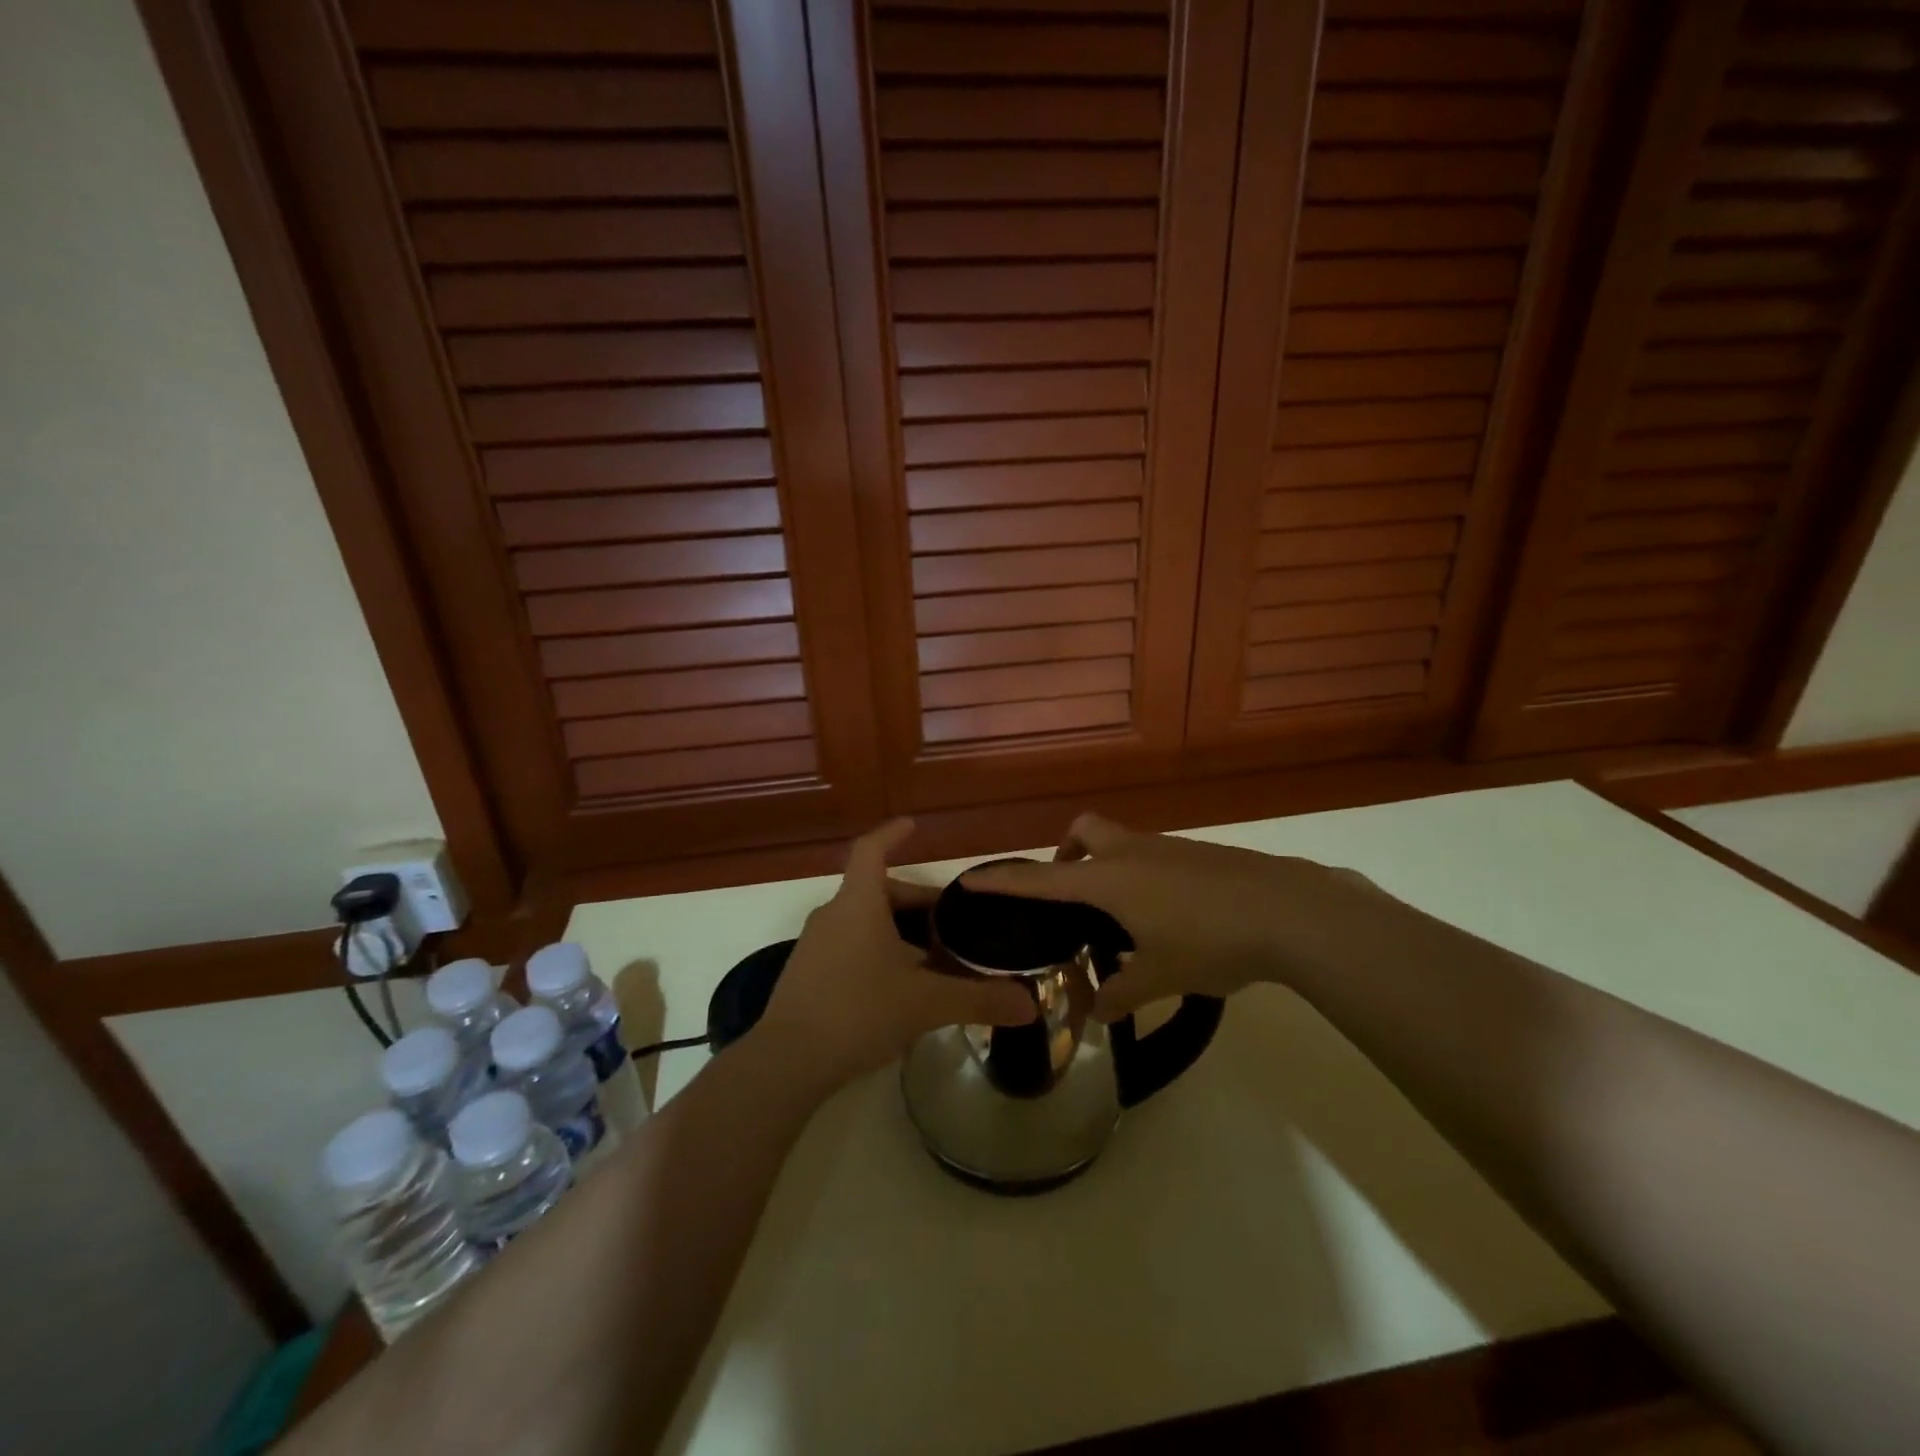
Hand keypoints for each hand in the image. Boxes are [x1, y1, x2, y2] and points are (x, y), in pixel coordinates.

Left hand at [756, 819, 1034, 1091]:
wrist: (786, 1062)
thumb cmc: (858, 1012)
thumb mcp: (926, 1004)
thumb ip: (979, 999)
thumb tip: (1030, 1005)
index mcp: (858, 904)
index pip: (871, 850)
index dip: (892, 834)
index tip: (913, 825)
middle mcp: (833, 915)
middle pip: (877, 891)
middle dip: (915, 902)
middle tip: (949, 922)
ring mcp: (814, 946)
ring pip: (863, 922)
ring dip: (897, 932)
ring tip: (931, 959)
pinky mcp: (806, 975)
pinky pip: (848, 947)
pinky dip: (877, 953)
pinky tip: (897, 989)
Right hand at [963, 813, 1388, 1021]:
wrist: (1289, 910)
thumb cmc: (1211, 941)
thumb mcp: (1161, 976)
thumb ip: (1122, 992)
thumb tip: (1100, 1012)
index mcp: (1110, 880)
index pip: (1042, 879)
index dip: (1004, 880)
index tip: (971, 878)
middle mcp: (1132, 853)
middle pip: (1083, 831)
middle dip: (1066, 853)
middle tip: (1070, 895)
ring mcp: (1167, 847)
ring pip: (1119, 841)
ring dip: (1106, 865)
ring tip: (1120, 917)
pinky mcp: (1197, 853)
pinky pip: (1150, 854)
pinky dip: (1140, 874)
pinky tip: (1165, 916)